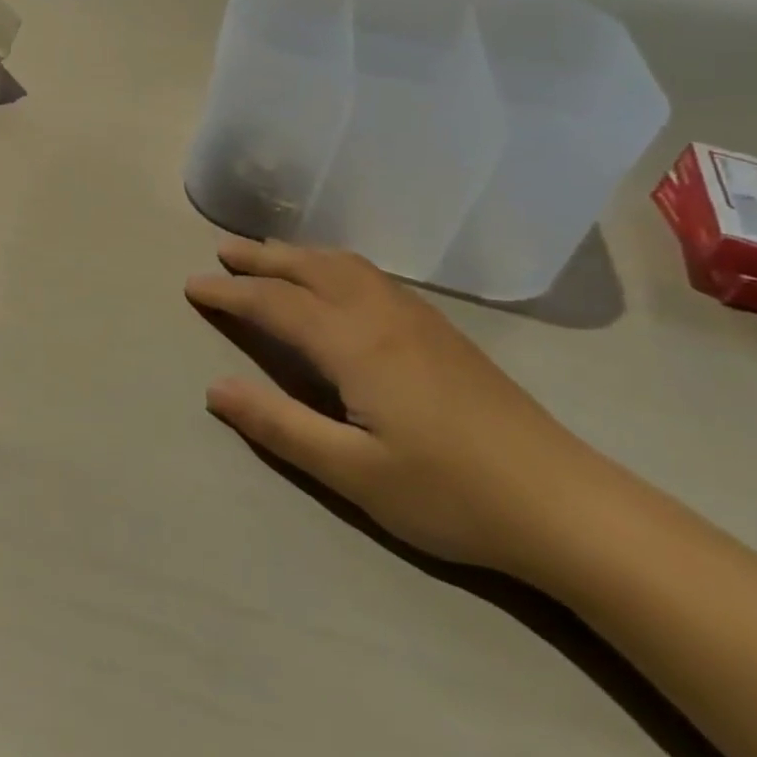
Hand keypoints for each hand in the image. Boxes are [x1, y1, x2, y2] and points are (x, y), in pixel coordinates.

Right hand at [186, 239, 609, 574]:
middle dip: (262, 257)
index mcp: (355, 342)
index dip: (230, 293)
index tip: (192, 286)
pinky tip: (336, 281)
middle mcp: (382, 314)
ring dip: (300, 254)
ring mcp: (417, 318)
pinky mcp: (441, 331)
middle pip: (310, 267)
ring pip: (345, 265)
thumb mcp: (352, 473)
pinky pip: (371, 275)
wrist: (565, 505)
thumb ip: (279, 426)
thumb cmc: (450, 493)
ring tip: (270, 255)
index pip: (275, 303)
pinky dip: (334, 264)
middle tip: (222, 252)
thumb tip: (214, 388)